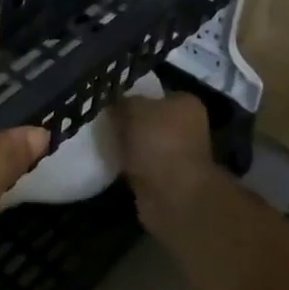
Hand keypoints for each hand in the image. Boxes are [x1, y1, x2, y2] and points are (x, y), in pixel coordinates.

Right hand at [115, 91, 220, 227]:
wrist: (172, 196)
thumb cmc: (158, 142)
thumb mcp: (133, 109)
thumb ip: (122, 101)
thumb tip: (113, 102)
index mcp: (186, 104)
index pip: (154, 93)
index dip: (131, 95)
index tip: (108, 102)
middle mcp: (187, 127)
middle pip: (149, 119)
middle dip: (127, 123)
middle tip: (101, 123)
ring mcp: (178, 155)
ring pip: (144, 144)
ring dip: (127, 146)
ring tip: (102, 143)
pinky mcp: (167, 180)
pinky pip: (140, 166)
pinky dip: (128, 166)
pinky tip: (111, 164)